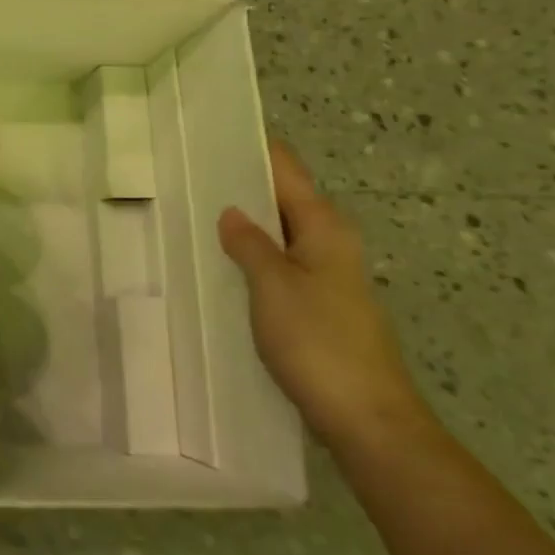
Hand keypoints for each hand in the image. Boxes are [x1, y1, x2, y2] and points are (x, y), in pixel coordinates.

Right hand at [217, 141, 426, 451]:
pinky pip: (278, 266)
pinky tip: (219, 265)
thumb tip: (232, 212)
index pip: (286, 170)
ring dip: (244, 225)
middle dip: (240, 186)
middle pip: (282, 199)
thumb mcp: (273, 286)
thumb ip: (249, 244)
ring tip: (192, 213)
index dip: (253, 149)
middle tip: (186, 174)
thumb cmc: (319, 343)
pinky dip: (250, 257)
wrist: (367, 420)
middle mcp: (329, 244)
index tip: (211, 134)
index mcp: (324, 227)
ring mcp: (325, 278)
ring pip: (278, 235)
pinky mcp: (317, 308)